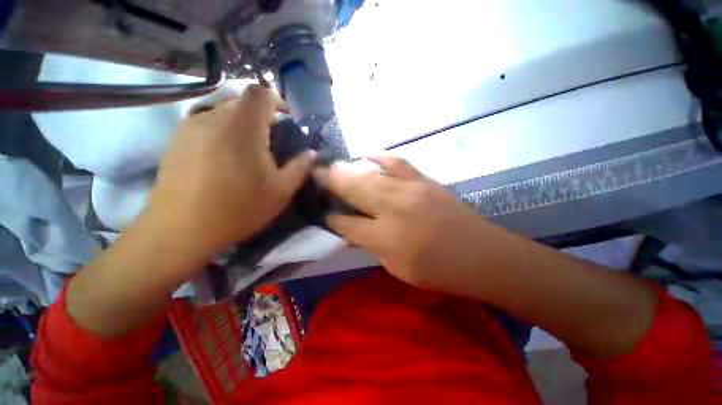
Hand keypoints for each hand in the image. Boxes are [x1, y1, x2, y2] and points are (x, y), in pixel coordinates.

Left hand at [146, 86, 315, 260]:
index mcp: (243, 126)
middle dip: (262, 115)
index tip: (287, 120)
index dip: (278, 101)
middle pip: (242, 101)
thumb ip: (300, 168)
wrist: (181, 229)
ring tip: (249, 149)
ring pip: (223, 111)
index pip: (261, 92)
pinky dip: (222, 131)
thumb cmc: (239, 208)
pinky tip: (224, 156)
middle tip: (272, 140)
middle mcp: (213, 116)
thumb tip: (312, 154)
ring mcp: (190, 126)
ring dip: (241, 123)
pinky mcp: (177, 139)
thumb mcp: (281, 190)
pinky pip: (206, 123)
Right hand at [315, 154, 487, 288]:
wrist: (481, 255)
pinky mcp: (424, 181)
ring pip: (371, 174)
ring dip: (349, 169)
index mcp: (386, 238)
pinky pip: (398, 161)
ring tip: (333, 166)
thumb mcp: (397, 268)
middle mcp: (394, 209)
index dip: (332, 218)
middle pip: (355, 190)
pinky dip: (380, 156)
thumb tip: (352, 229)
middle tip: (315, 174)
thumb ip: (372, 245)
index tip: (322, 211)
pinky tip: (367, 154)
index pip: (347, 224)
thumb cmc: (438, 271)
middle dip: (332, 182)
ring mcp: (411, 190)